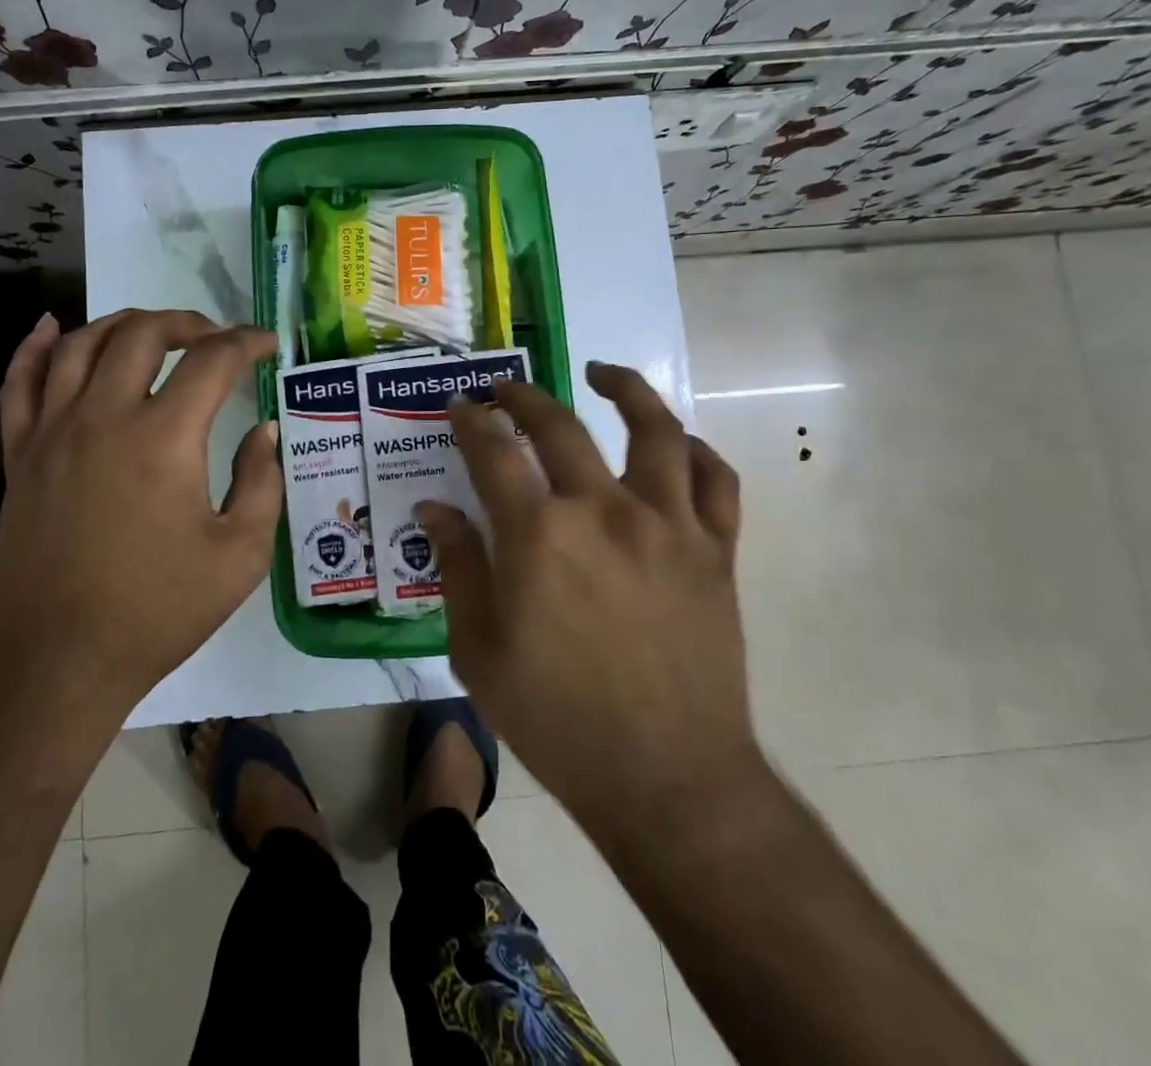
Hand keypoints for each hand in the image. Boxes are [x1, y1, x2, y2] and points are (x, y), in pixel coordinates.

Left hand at [0, 309, 281, 720]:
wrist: (58, 662)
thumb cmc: (158, 611)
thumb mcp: (240, 555)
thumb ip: (261, 482)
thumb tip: (264, 431)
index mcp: (163, 438)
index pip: (212, 361)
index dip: (246, 343)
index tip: (266, 345)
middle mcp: (103, 417)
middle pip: (142, 334)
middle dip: (187, 322)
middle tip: (215, 337)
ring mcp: (52, 431)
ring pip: (79, 344)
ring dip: (123, 324)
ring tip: (153, 330)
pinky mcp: (19, 454)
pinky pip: (20, 382)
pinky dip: (34, 346)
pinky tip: (50, 327)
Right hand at [417, 362, 766, 825]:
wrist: (667, 778)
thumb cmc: (557, 719)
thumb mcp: (478, 649)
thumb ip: (457, 566)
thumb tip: (434, 509)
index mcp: (538, 534)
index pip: (493, 451)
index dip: (470, 421)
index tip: (460, 405)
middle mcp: (604, 510)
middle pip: (559, 425)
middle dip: (523, 396)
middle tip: (505, 388)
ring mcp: (668, 525)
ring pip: (654, 430)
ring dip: (625, 389)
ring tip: (602, 372)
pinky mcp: (716, 551)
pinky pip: (714, 480)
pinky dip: (694, 450)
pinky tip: (675, 441)